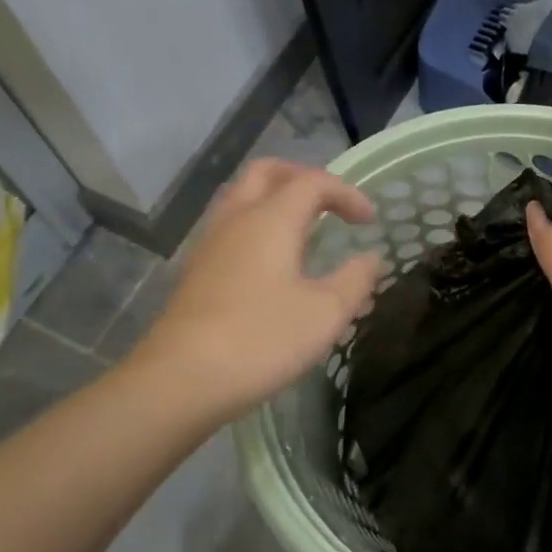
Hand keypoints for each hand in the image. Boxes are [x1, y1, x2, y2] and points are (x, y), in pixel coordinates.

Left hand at [134, 160, 383, 426]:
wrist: (179, 380)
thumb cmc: (261, 340)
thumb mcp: (326, 313)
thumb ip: (356, 280)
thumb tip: (372, 259)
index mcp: (271, 218)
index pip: (313, 182)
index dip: (347, 193)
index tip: (369, 222)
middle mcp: (236, 218)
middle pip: (268, 172)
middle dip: (304, 178)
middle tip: (330, 205)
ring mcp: (209, 243)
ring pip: (242, 196)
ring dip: (276, 199)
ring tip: (303, 228)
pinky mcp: (195, 270)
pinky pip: (229, 225)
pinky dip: (256, 225)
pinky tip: (270, 261)